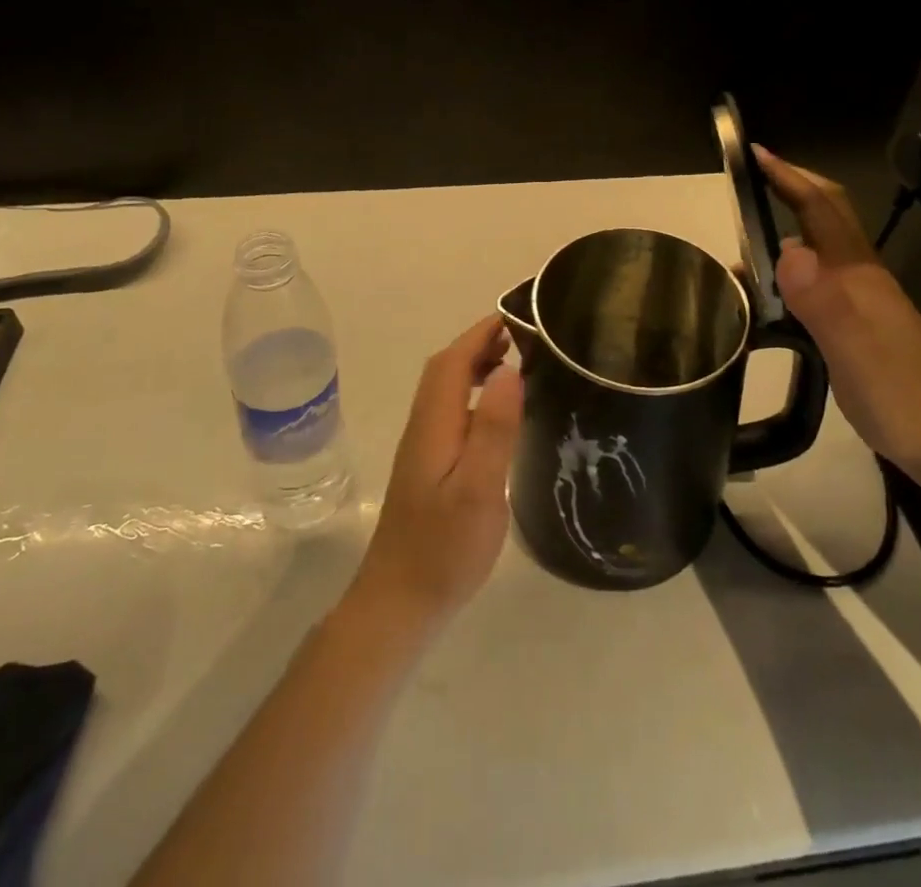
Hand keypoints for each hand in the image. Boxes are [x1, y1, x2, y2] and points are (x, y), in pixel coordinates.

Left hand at [348, 315, 524, 632]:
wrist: (398, 603)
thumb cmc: (444, 550)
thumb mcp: (478, 490)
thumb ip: (492, 429)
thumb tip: (508, 369)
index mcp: (434, 425)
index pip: (452, 361)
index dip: (481, 334)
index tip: (516, 316)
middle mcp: (422, 427)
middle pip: (444, 370)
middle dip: (479, 343)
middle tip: (523, 337)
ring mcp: (421, 448)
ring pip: (444, 390)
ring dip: (474, 366)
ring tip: (515, 364)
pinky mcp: (426, 467)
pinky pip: (449, 411)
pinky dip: (471, 394)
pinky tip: (494, 414)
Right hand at [754, 144, 920, 487]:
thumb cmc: (904, 396)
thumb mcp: (855, 349)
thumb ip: (822, 300)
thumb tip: (785, 249)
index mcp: (858, 274)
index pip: (821, 209)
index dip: (789, 178)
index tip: (754, 154)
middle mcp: (861, 278)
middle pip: (825, 219)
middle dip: (789, 192)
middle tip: (742, 193)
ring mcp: (864, 303)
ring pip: (820, 251)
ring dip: (783, 236)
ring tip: (741, 252)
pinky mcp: (860, 328)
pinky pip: (818, 284)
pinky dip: (787, 277)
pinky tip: (770, 300)